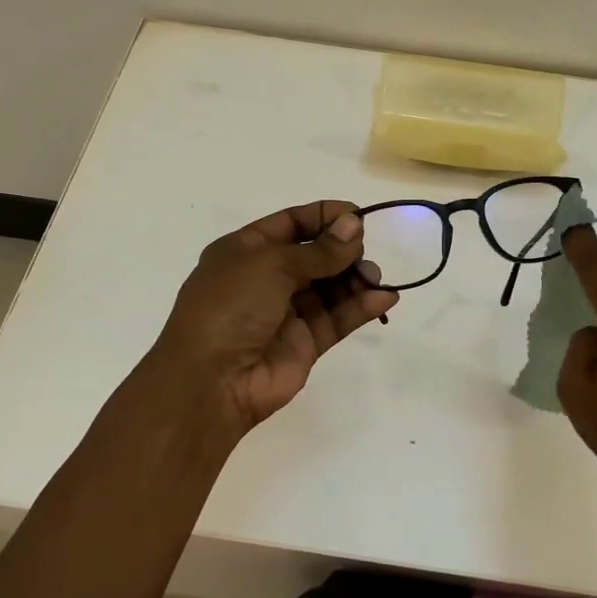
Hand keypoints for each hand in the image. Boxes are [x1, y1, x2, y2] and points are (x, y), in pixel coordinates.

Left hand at [151, 200, 397, 438]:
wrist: (211, 380)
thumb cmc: (231, 307)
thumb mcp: (271, 264)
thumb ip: (318, 249)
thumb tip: (354, 225)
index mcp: (246, 251)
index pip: (292, 222)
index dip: (325, 216)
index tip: (359, 216)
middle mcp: (266, 278)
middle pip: (315, 254)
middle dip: (344, 250)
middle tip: (364, 253)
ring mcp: (287, 312)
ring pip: (331, 287)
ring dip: (356, 279)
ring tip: (374, 278)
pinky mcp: (306, 343)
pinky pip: (338, 318)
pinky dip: (362, 307)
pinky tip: (385, 299)